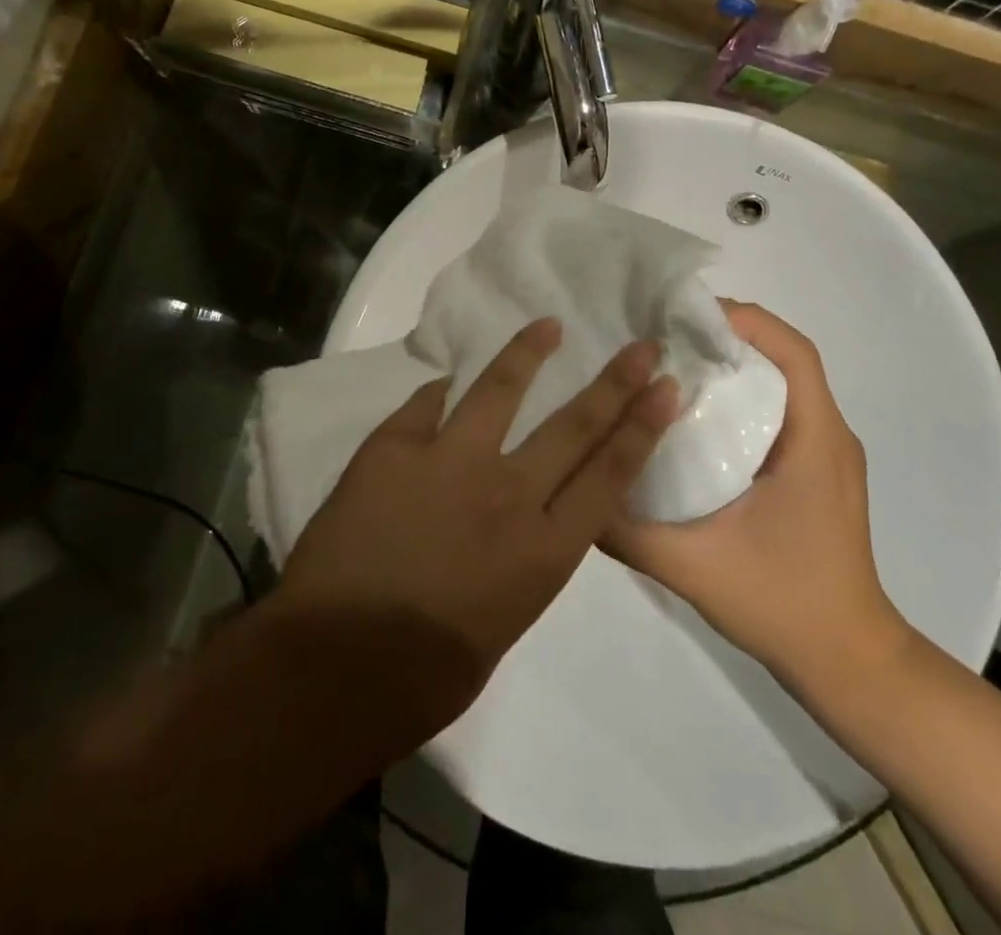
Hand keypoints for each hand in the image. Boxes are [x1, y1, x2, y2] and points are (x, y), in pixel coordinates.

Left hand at [278, 319, 680, 724]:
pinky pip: (426, 404)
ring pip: (500, 391)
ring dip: (528, 354)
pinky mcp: (395, 448)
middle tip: (641, 347)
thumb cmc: (426, 675)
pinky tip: (450, 377)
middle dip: (614, 383)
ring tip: (548, 325)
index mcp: (545, 551)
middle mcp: (510, 494)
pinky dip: (442, 390)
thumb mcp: (505, 618)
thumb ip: (521, 557)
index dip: (642, 427)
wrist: (336, 668)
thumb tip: (514, 513)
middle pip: (574, 425)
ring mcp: (450, 462)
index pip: (609, 475)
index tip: (664, 388)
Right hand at [606, 304, 912, 692]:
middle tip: (663, 338)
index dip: (744, 321)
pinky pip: (779, 414)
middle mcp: (828, 435)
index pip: (793, 352)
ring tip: (671, 368)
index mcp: (814, 441)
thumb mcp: (692, 566)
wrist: (850, 666)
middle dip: (726, 337)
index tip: (685, 317)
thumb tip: (577, 489)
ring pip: (781, 384)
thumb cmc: (783, 605)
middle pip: (783, 359)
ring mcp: (826, 455)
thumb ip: (628, 530)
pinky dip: (740, 399)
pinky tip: (695, 421)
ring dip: (732, 367)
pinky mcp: (815, 474)